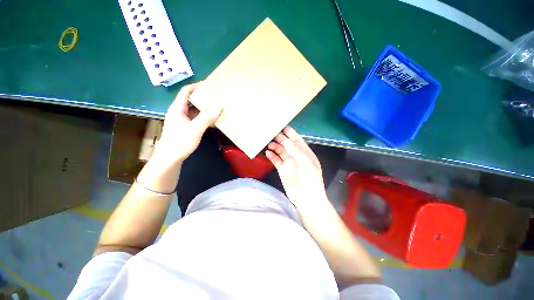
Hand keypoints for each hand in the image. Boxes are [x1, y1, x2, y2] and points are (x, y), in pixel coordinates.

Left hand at [154, 82, 221, 164]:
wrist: (169, 159)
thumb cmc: (180, 142)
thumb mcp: (195, 129)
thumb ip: (206, 117)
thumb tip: (219, 105)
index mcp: (177, 109)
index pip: (185, 91)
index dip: (196, 86)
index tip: (209, 85)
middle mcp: (178, 112)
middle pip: (189, 100)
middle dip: (202, 96)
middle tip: (215, 96)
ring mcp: (181, 121)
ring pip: (193, 110)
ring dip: (203, 107)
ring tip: (216, 106)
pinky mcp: (184, 128)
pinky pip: (195, 118)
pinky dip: (203, 117)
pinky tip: (211, 120)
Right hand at [265, 126, 327, 208]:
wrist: (307, 198)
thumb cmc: (310, 178)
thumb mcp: (306, 161)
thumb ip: (295, 149)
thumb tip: (284, 138)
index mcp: (305, 152)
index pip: (297, 139)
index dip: (290, 133)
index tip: (282, 126)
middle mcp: (296, 156)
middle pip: (287, 144)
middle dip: (280, 138)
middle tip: (272, 134)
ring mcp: (288, 162)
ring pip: (280, 151)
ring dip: (275, 146)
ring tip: (268, 143)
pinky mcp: (282, 169)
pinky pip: (275, 160)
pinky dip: (271, 156)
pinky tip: (267, 153)